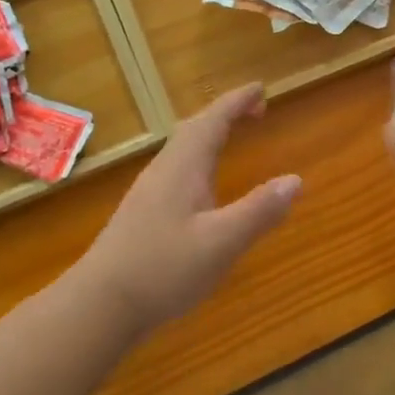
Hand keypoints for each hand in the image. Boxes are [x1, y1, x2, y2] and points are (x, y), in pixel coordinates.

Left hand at [78, 84, 300, 335]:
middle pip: (193, 130)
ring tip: (231, 138)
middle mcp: (163, 172)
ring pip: (182, 151)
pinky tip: (203, 188)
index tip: (260, 89)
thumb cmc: (163, 269)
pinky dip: (198, 161)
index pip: (212, 121)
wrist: (98, 305)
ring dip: (209, 136)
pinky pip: (177, 171)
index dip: (237, 102)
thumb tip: (295, 179)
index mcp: (183, 168)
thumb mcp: (222, 242)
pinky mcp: (142, 216)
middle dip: (224, 114)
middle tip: (254, 111)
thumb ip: (260, 210)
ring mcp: (148, 194)